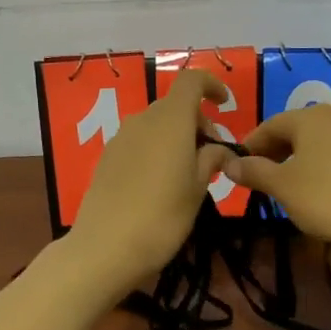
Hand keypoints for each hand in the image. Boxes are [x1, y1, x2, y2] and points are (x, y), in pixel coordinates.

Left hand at [66, 70, 237, 285]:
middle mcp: (143, 120)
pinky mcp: (106, 159)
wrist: (105, 248)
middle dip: (197, 122)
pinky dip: (155, 150)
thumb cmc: (162, 216)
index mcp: (170, 120)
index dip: (210, 85)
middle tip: (213, 156)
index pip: (191, 81)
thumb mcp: (198, 189)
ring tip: (188, 173)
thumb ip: (211, 160)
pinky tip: (160, 184)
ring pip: (155, 125)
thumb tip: (219, 149)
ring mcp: (120, 139)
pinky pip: (138, 143)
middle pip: (174, 106)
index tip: (225, 104)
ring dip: (175, 138)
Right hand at [226, 105, 330, 251]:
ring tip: (283, 187)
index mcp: (309, 117)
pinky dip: (317, 167)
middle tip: (257, 179)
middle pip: (294, 131)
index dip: (250, 145)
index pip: (270, 125)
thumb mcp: (282, 186)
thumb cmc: (326, 197)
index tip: (236, 167)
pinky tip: (313, 191)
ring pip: (315, 143)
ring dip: (294, 161)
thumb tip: (229, 164)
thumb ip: (253, 172)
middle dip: (272, 153)